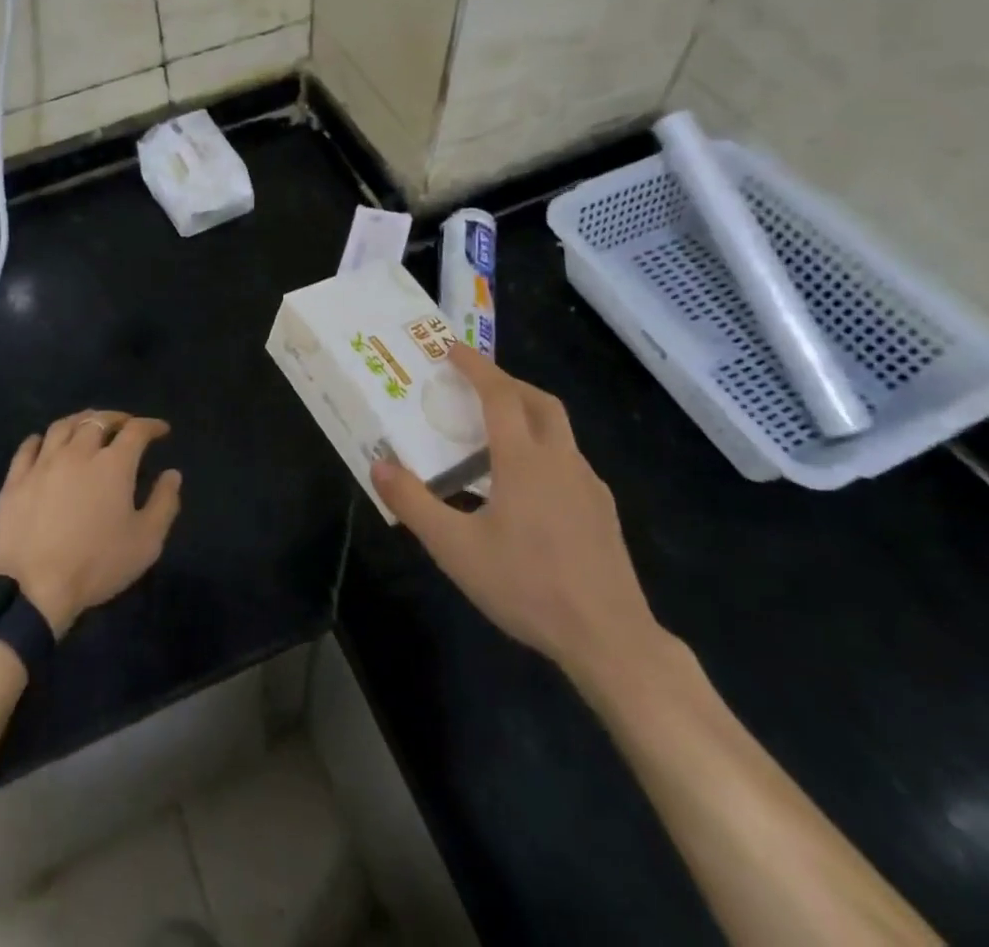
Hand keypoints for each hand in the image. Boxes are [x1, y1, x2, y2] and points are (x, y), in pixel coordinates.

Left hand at [0, 410, 182, 637]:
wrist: (33, 589)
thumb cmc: (96, 565)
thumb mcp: (146, 542)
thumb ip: (164, 503)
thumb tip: (172, 474)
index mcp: (113, 464)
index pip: (136, 430)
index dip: (151, 426)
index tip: (161, 430)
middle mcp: (78, 453)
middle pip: (98, 421)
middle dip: (116, 418)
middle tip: (125, 424)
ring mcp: (43, 464)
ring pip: (62, 427)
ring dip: (80, 421)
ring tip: (88, 426)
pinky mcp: (15, 480)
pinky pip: (28, 447)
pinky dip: (41, 439)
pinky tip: (44, 442)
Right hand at [371, 346, 660, 687]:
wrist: (611, 640)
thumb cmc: (528, 587)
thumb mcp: (456, 549)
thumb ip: (413, 503)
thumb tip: (378, 465)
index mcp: (525, 461)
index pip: (500, 394)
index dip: (475, 366)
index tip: (451, 348)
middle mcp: (561, 461)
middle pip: (539, 401)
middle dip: (506, 382)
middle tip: (474, 384)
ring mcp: (589, 486)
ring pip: (559, 430)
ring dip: (527, 414)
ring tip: (494, 433)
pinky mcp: (603, 511)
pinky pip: (569, 460)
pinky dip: (543, 448)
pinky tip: (526, 486)